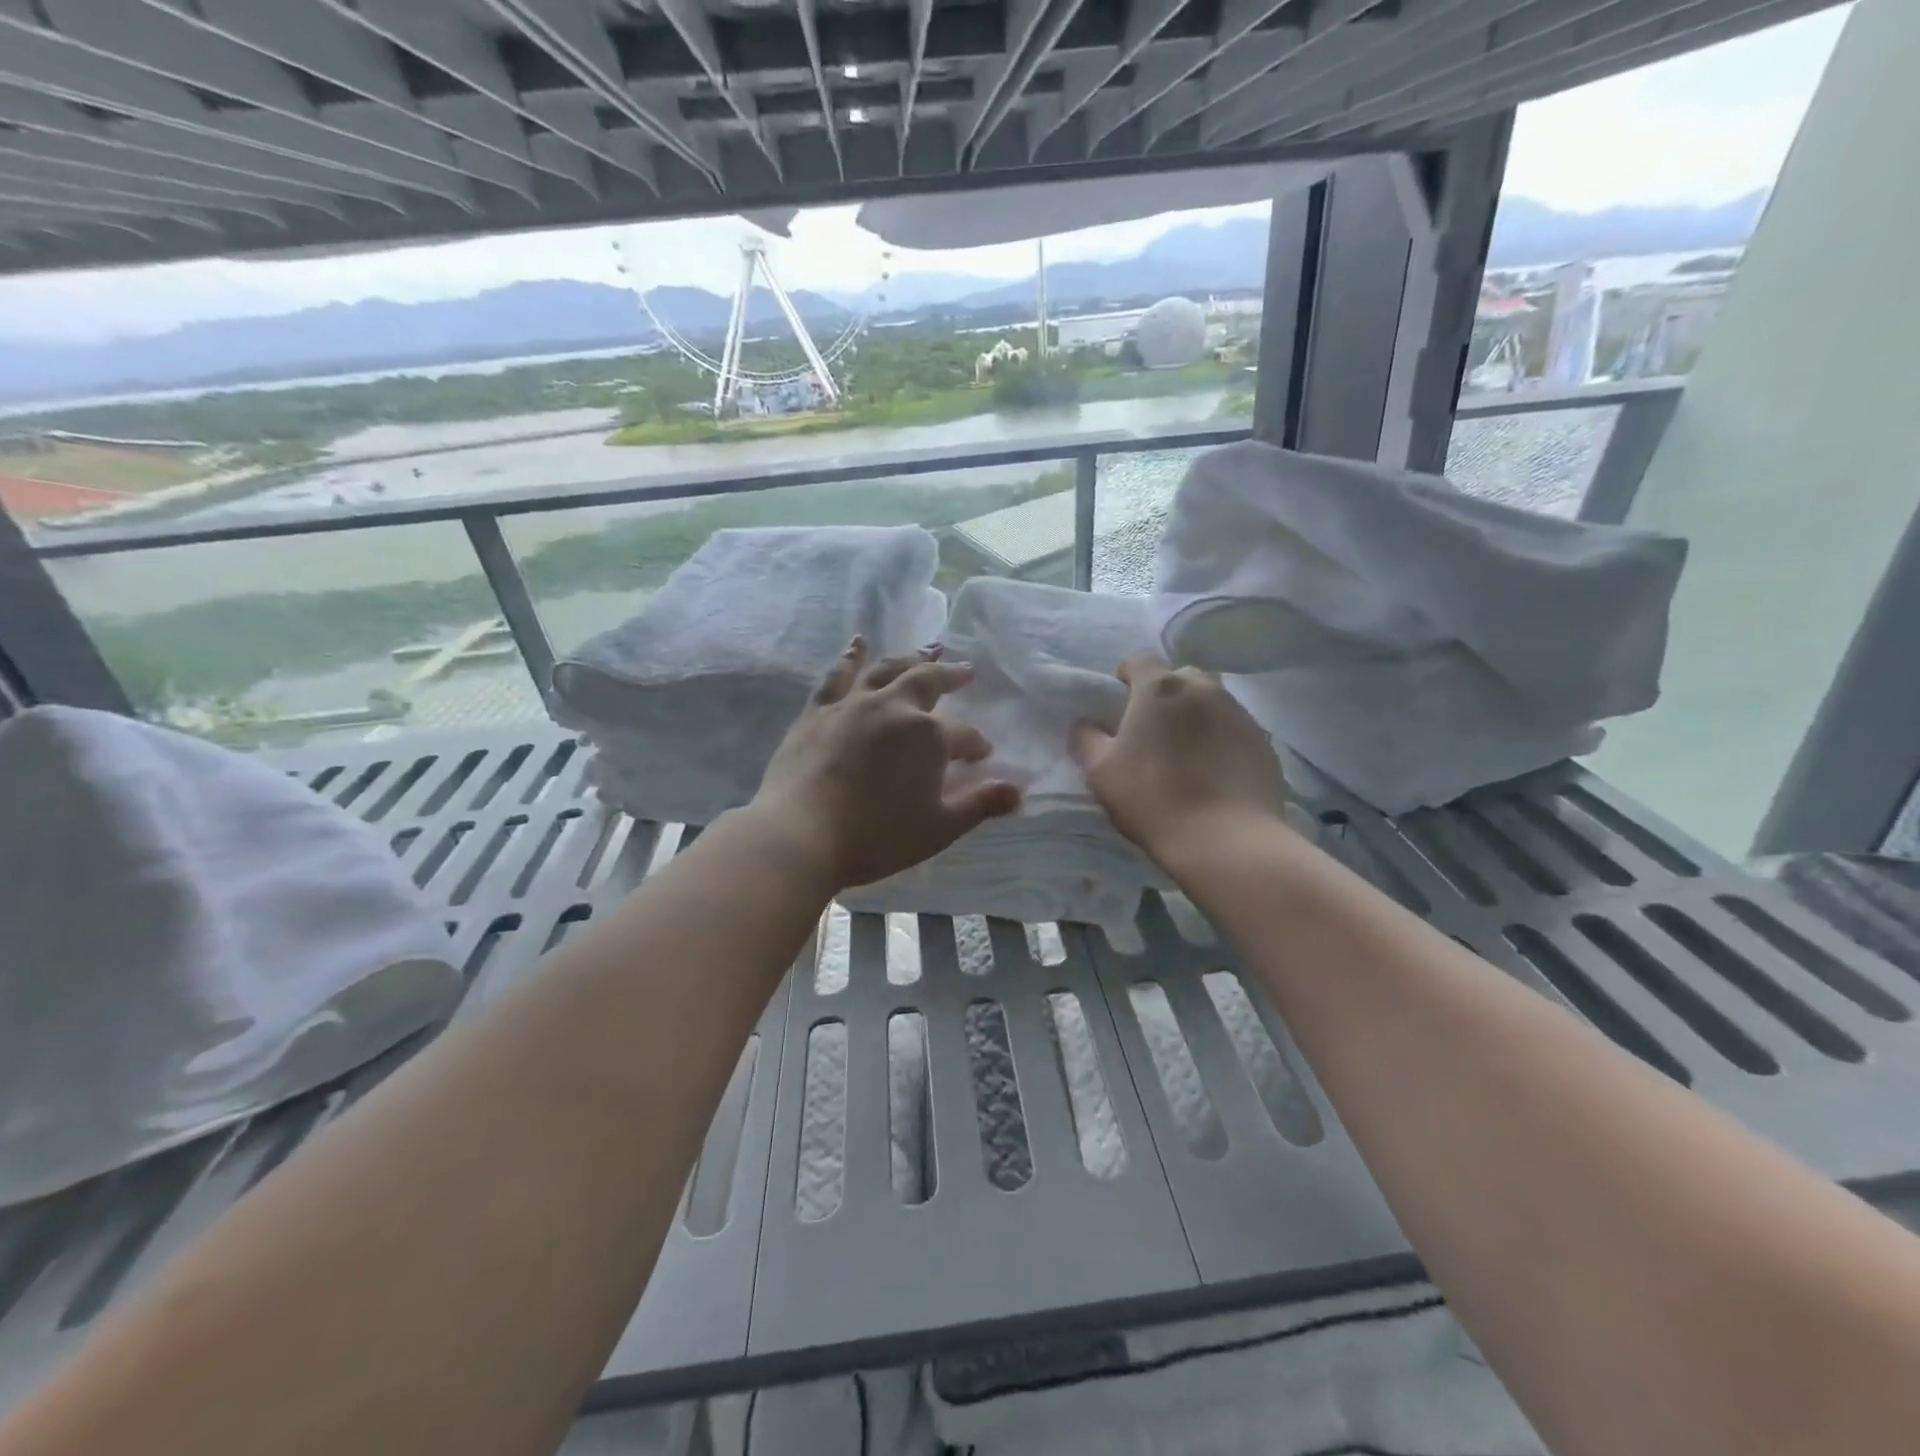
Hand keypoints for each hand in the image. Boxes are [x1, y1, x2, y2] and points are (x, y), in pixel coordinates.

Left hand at [752, 638, 1022, 892]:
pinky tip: (857, 645)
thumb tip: (1018, 792)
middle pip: (928, 682)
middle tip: (964, 671)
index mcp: (928, 736)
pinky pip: (837, 676)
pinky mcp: (818, 712)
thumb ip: (979, 805)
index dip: (975, 744)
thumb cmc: (876, 836)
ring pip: (886, 670)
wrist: (800, 835)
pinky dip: (850, 658)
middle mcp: (893, 708)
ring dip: (909, 658)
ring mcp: (852, 705)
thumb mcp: (938, 828)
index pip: (963, 736)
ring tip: (926, 650)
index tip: (982, 755)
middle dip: (950, 676)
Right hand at [1071, 655, 1286, 865]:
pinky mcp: (1264, 742)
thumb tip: (1086, 724)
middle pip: (1178, 678)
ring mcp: (1239, 713)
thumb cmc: (1152, 799)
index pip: (1138, 660)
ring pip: (1210, 701)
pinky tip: (1213, 773)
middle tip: (1152, 732)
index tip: (1119, 706)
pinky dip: (1220, 739)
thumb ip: (1087, 739)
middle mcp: (1203, 688)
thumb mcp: (1100, 772)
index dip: (1125, 678)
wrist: (1225, 840)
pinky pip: (1233, 729)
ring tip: (1185, 755)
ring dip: (1194, 716)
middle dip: (1163, 695)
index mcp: (1160, 688)